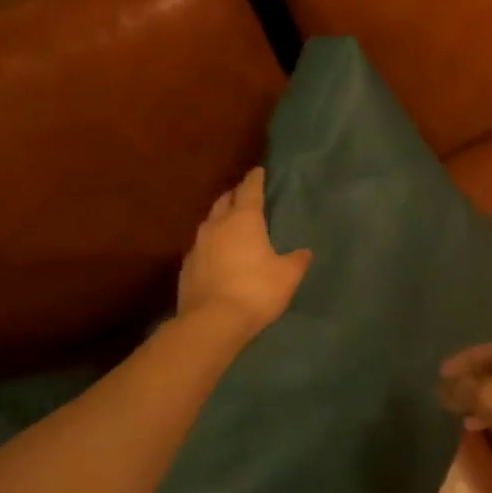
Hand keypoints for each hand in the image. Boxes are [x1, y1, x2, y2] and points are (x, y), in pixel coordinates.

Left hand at [177, 167, 310, 335]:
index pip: (249, 191)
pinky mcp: (187, 267)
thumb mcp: (288, 276)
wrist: (213, 321)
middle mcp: (217, 226)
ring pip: (209, 223)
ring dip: (220, 219)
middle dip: (234, 195)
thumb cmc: (256, 290)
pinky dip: (212, 245)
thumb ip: (297, 260)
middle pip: (224, 201)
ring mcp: (198, 246)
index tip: (258, 171)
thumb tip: (304, 252)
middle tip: (244, 195)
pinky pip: (202, 247)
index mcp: (243, 220)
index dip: (255, 180)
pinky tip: (218, 255)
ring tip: (230, 223)